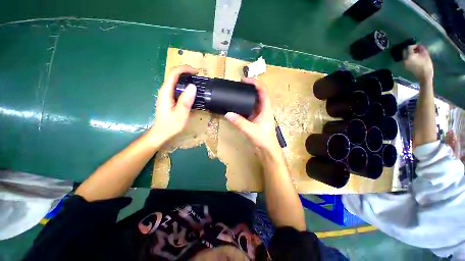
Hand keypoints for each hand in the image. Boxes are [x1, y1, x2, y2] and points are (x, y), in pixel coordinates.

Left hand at [149, 65, 198, 143]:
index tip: (197, 72)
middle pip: (174, 75)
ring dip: (186, 79)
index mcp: (166, 92)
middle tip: (199, 77)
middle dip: (187, 72)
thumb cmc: (170, 125)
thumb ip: (186, 100)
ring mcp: (166, 94)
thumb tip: (193, 86)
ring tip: (197, 83)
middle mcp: (165, 90)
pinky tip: (191, 91)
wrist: (161, 133)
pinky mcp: (169, 98)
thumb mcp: (180, 114)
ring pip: (176, 81)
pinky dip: (185, 86)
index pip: (174, 73)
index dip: (185, 69)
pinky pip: (177, 87)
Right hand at [224, 78, 280, 154]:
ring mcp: (259, 113)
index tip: (244, 80)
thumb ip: (239, 122)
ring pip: (254, 100)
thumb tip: (227, 114)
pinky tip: (237, 104)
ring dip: (247, 95)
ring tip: (237, 92)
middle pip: (258, 93)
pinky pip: (250, 108)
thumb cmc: (263, 139)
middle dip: (250, 87)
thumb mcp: (251, 130)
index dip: (255, 83)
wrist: (267, 149)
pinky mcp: (255, 118)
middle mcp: (264, 108)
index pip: (263, 90)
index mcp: (266, 108)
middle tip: (239, 85)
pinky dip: (244, 104)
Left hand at [403, 44, 433, 82]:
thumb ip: (421, 49)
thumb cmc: (426, 66)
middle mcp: (405, 60)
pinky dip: (410, 56)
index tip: (419, 46)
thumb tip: (420, 45)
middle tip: (418, 49)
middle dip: (411, 48)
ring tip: (418, 53)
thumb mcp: (425, 55)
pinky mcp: (406, 66)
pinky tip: (416, 57)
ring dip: (410, 52)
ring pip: (405, 55)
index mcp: (409, 57)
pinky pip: (406, 59)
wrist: (424, 76)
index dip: (414, 45)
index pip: (409, 47)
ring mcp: (404, 63)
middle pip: (405, 51)